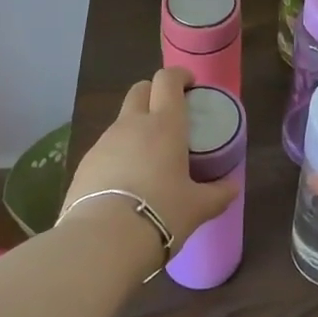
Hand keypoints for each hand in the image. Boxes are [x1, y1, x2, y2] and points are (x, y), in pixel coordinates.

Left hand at [63, 68, 235, 263]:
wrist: (103, 240)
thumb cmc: (161, 213)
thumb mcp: (198, 207)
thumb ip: (218, 193)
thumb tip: (232, 187)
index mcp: (165, 124)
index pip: (168, 80)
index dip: (179, 76)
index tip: (190, 85)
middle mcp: (132, 124)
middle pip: (140, 89)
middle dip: (154, 93)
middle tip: (169, 114)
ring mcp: (104, 142)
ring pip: (122, 120)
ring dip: (135, 126)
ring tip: (148, 156)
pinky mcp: (84, 164)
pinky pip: (105, 148)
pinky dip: (118, 154)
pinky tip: (125, 182)